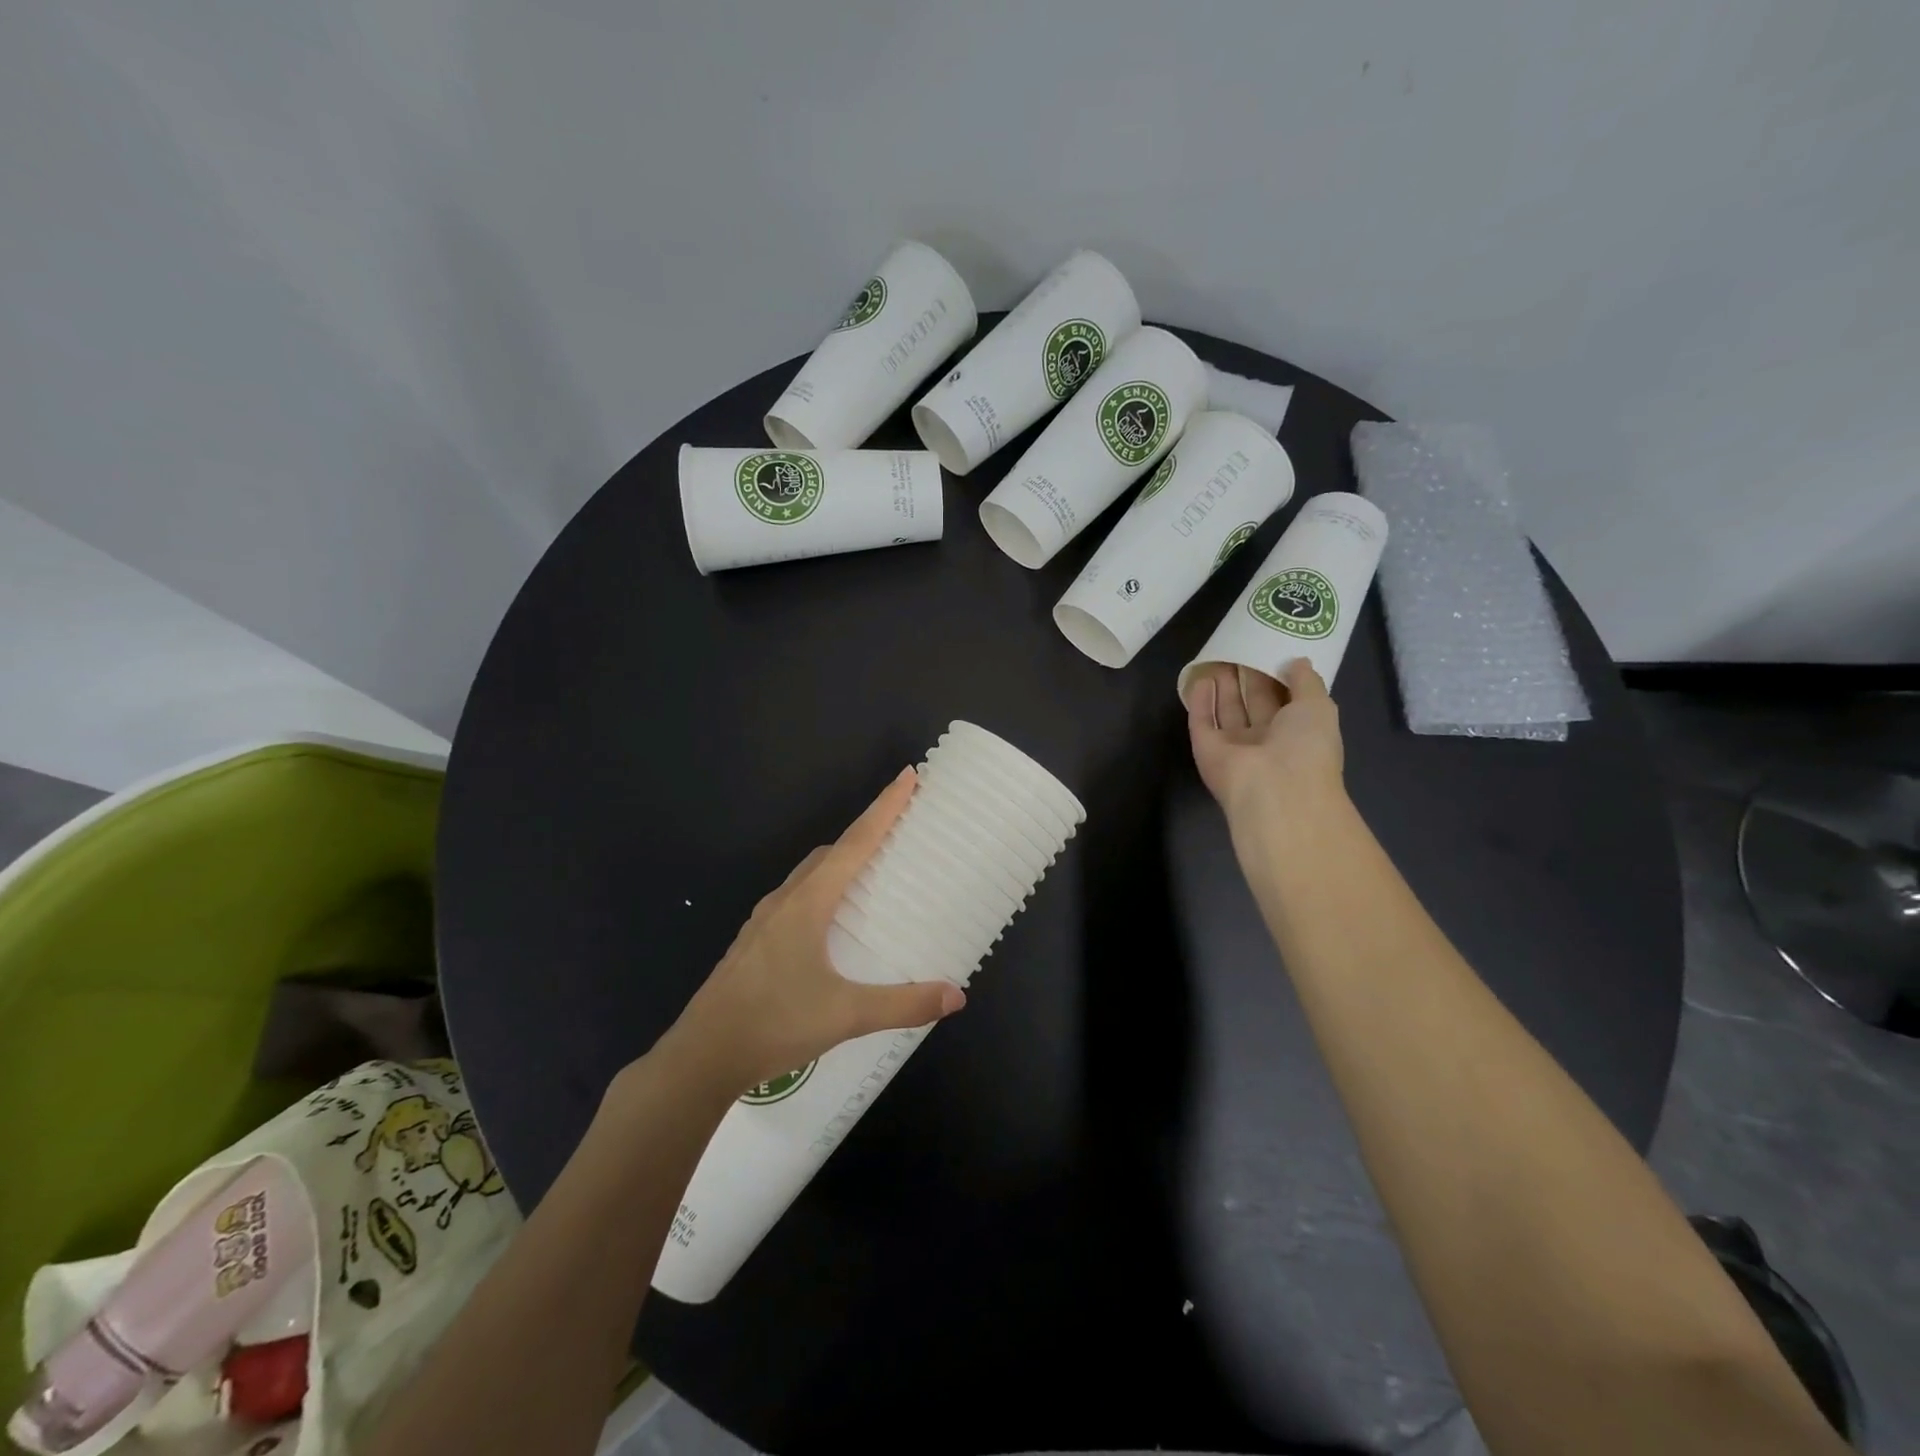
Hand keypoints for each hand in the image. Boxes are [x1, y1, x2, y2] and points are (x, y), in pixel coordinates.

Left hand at [653, 769, 965, 1098]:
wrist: (700, 1057)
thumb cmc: (774, 1024)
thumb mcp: (846, 1015)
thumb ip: (903, 1004)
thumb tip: (956, 995)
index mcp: (807, 903)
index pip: (855, 843)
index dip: (884, 808)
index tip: (908, 776)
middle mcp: (784, 902)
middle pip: (830, 853)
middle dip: (864, 833)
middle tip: (898, 830)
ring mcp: (762, 922)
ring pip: (808, 876)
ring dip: (840, 863)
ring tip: (870, 873)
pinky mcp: (753, 944)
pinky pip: (795, 899)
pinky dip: (821, 890)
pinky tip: (830, 922)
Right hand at [1185, 659, 1345, 832]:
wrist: (1275, 790)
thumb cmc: (1306, 747)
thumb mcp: (1319, 706)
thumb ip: (1307, 681)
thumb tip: (1297, 661)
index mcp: (1297, 734)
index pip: (1286, 701)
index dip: (1278, 676)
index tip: (1270, 648)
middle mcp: (1265, 742)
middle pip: (1253, 704)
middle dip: (1248, 676)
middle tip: (1241, 645)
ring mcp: (1234, 748)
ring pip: (1226, 711)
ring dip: (1223, 685)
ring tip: (1219, 654)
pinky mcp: (1207, 750)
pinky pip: (1202, 722)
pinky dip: (1200, 701)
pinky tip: (1201, 677)